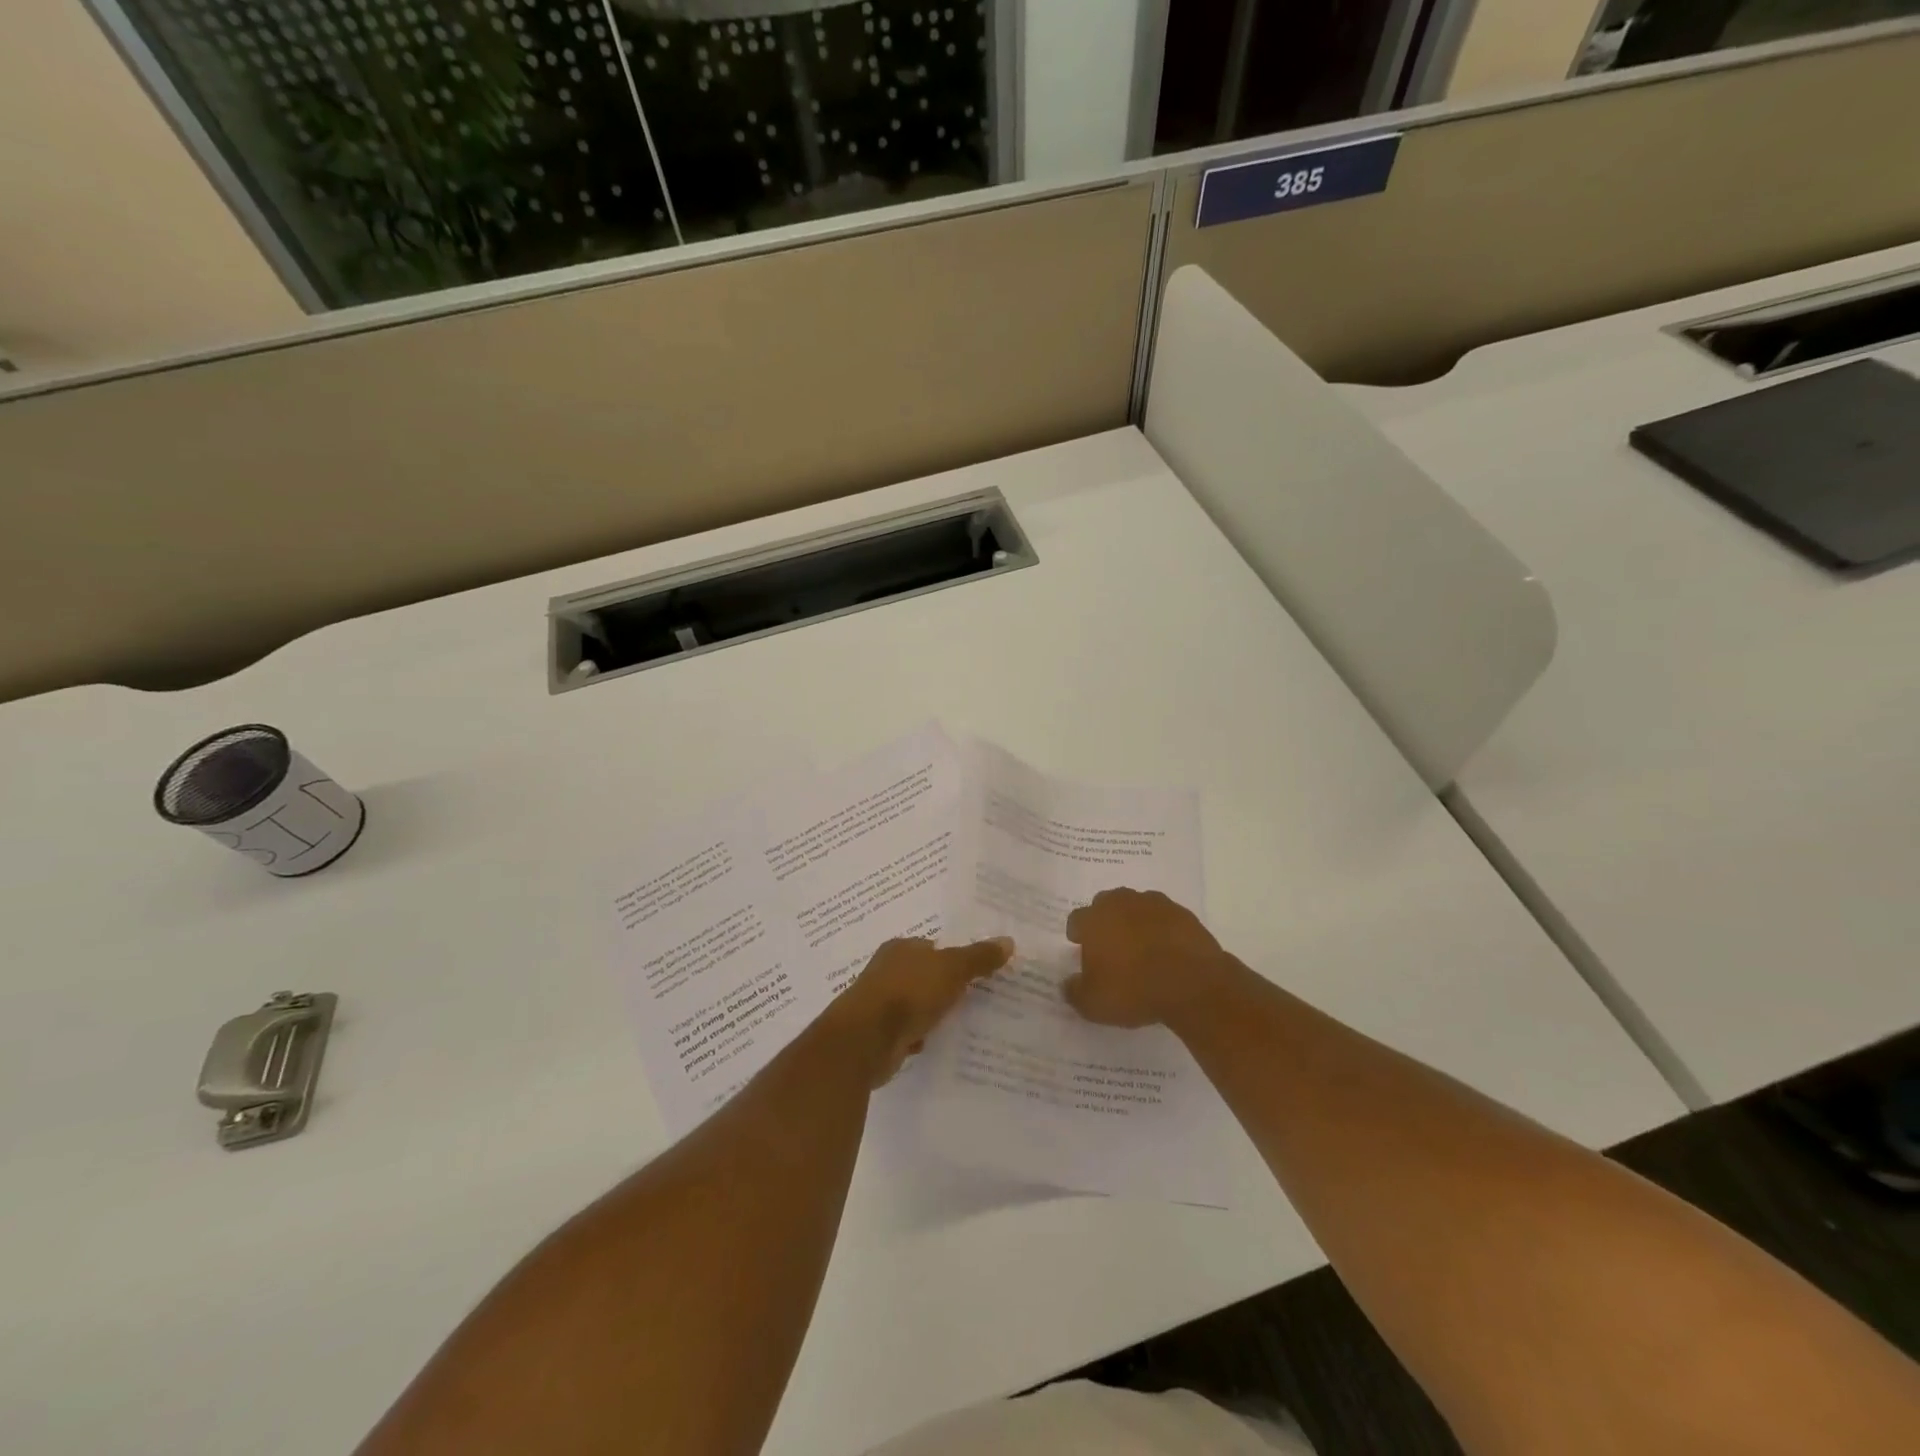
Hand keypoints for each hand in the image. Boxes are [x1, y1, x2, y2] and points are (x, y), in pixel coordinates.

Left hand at [829, 936, 1013, 1086]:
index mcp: (901, 948)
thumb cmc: (908, 993)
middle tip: (981, 998)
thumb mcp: (951, 970)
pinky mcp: (879, 1034)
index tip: (982, 972)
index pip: (934, 947)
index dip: (957, 958)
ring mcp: (880, 1003)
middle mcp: (887, 971)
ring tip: (967, 1022)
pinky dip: (922, 1036)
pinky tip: (940, 1044)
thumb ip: (978, 957)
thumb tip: (1008, 941)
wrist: (865, 1041)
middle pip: (926, 975)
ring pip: (917, 1004)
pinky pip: (909, 1031)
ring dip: (935, 1013)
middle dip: (947, 987)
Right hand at [1063, 888, 1237, 1028]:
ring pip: (1136, 906)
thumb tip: (1067, 984)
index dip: (1078, 933)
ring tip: (1141, 947)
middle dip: (1105, 921)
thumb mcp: (1093, 1004)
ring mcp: (1155, 904)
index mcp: (1095, 919)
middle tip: (1110, 946)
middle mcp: (1122, 903)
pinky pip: (1164, 917)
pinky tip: (1167, 950)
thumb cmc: (1134, 990)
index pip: (1077, 919)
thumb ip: (1075, 992)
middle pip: (1106, 904)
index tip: (1081, 947)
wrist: (1193, 984)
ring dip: (1134, 921)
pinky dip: (1162, 929)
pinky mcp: (1183, 913)